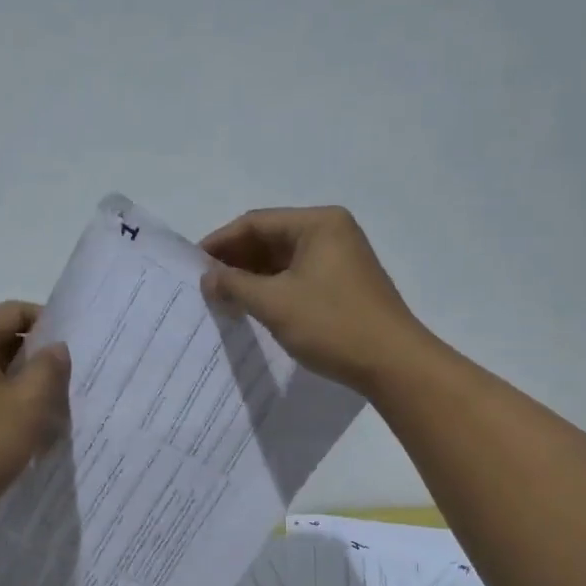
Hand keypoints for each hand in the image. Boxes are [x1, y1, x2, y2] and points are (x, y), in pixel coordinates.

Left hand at [0, 301, 70, 535]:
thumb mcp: (28, 405)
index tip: (76, 350)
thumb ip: (49, 369)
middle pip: (0, 340)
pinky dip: (0, 405)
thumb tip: (56, 348)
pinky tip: (19, 433)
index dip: (50, 324)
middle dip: (36, 359)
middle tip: (69, 384)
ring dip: (20, 386)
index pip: (14, 312)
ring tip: (50, 412)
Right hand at [200, 206, 429, 393]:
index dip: (220, 243)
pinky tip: (253, 308)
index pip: (255, 222)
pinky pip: (298, 278)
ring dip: (252, 278)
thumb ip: (235, 285)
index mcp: (318, 223)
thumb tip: (206, 278)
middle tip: (204, 286)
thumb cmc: (332, 324)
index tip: (193, 266)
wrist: (393, 363)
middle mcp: (331, 233)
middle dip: (236, 261)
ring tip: (223, 300)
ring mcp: (340, 259)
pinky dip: (273, 290)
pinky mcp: (343, 285)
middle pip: (270, 239)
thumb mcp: (275, 303)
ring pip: (283, 261)